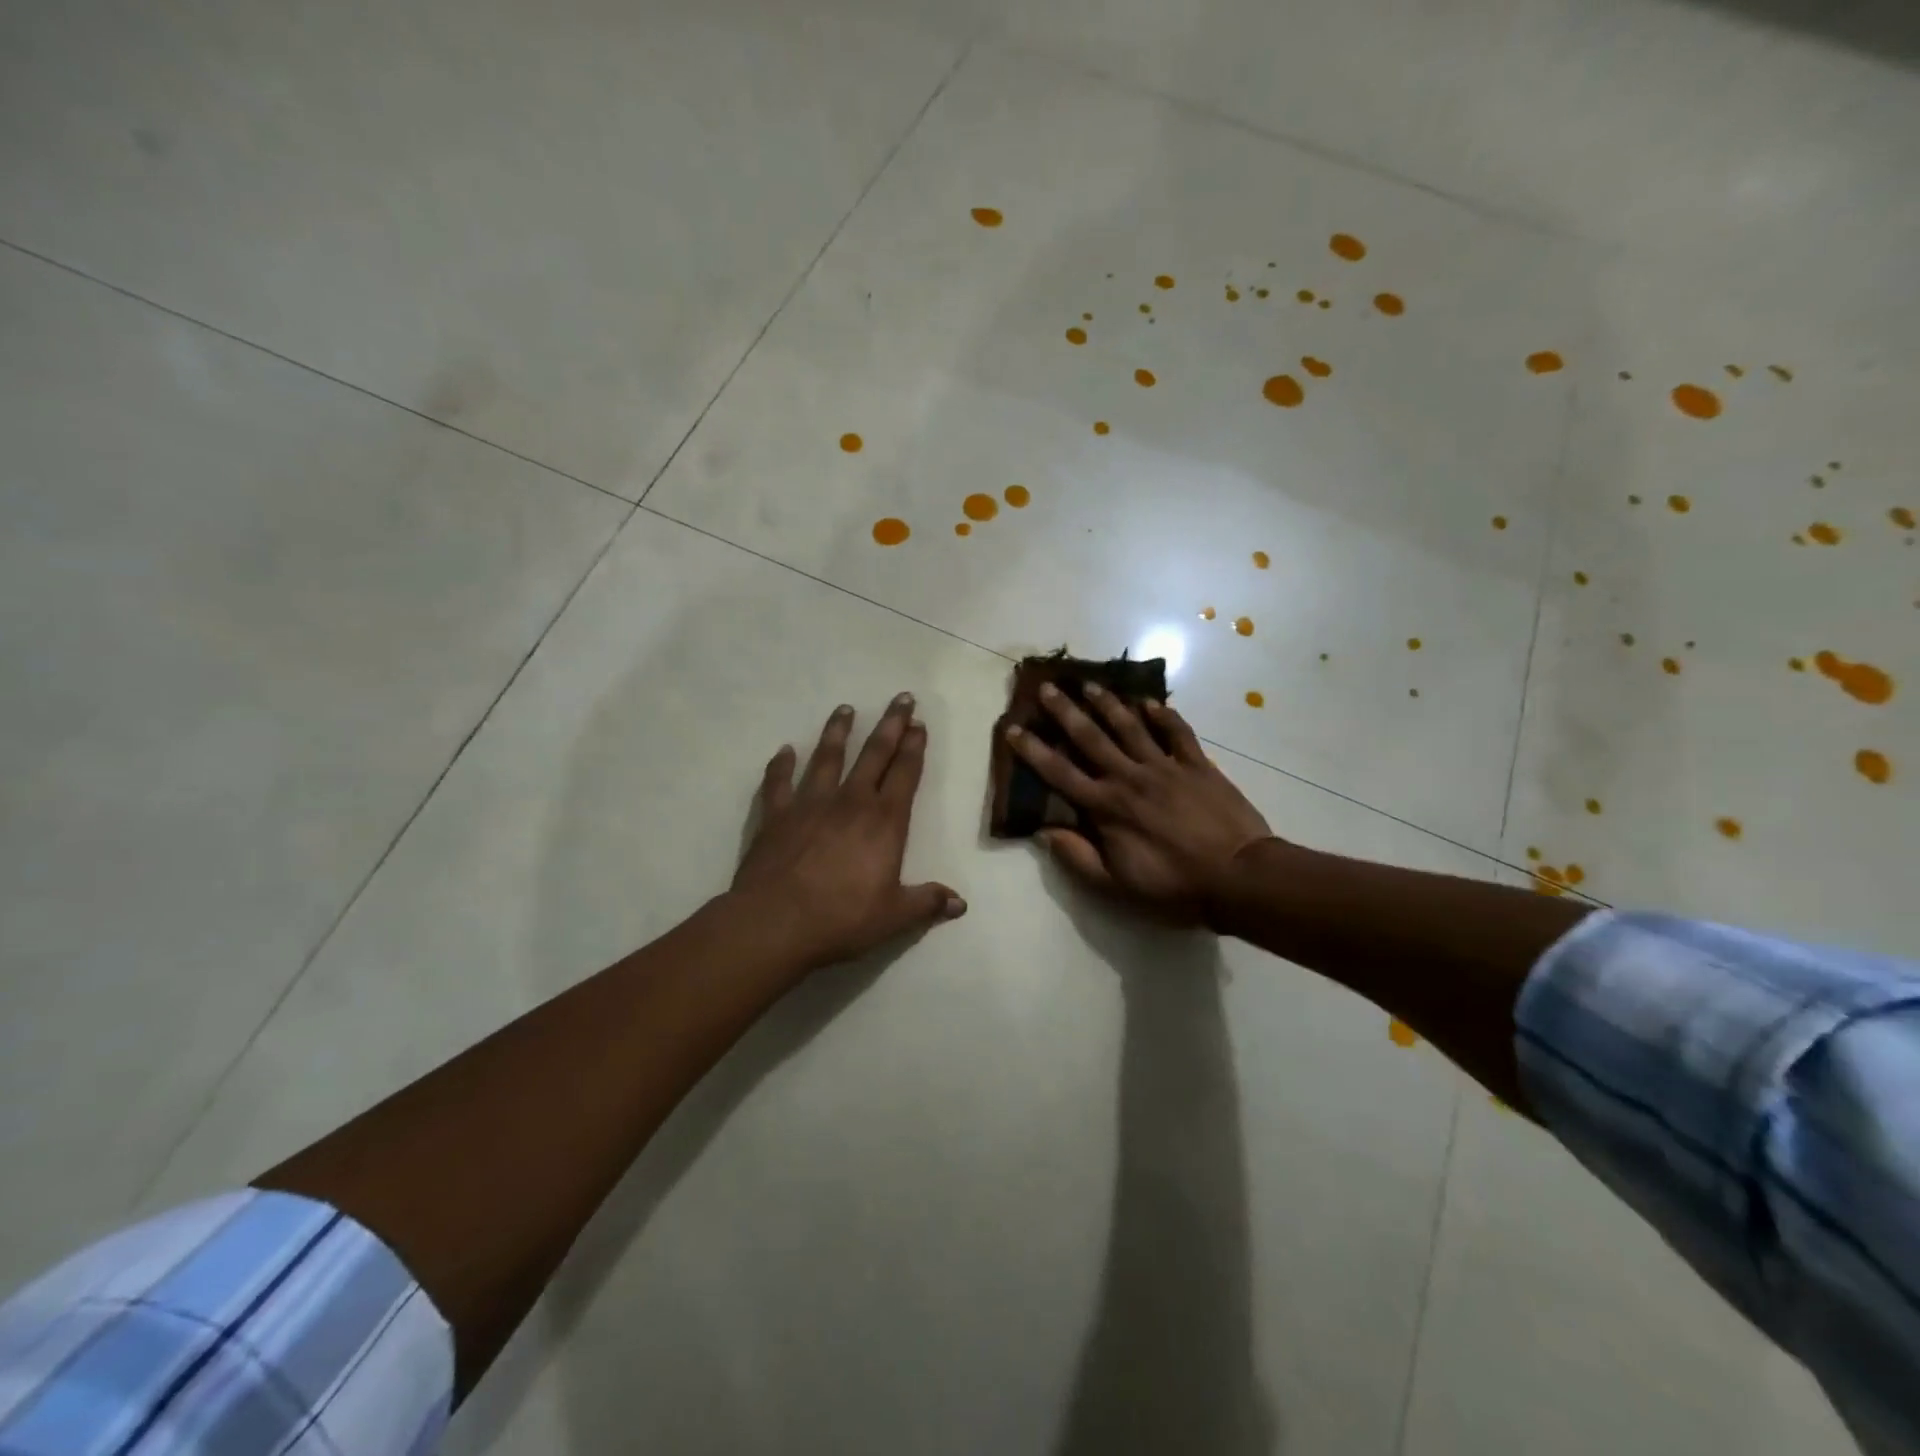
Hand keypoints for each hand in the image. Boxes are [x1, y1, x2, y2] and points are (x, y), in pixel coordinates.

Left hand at [731, 693, 964, 970]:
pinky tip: (784, 751)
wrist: (776, 923)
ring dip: (838, 731)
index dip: (914, 747)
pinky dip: (781, 765)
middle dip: (890, 724)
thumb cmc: (842, 919)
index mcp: (884, 821)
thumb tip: (961, 903)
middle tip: (901, 699)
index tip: (919, 724)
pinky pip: (778, 782)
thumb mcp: (894, 916)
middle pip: (874, 754)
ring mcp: (810, 804)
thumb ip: (927, 903)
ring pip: (827, 757)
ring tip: (845, 708)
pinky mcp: (776, 815)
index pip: (904, 774)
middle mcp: (850, 802)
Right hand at [1006, 684, 1273, 925]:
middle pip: (1091, 738)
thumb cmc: (1173, 886)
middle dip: (1065, 711)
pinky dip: (1164, 715)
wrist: (1238, 877)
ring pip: (1130, 726)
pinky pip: (1177, 733)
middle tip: (1048, 687)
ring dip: (1108, 703)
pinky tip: (1151, 702)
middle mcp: (1129, 777)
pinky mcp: (1197, 765)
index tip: (1013, 729)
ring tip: (1091, 684)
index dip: (1033, 750)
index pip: (1059, 773)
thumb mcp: (1116, 886)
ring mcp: (1165, 767)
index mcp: (1106, 807)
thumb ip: (1078, 857)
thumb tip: (1044, 831)